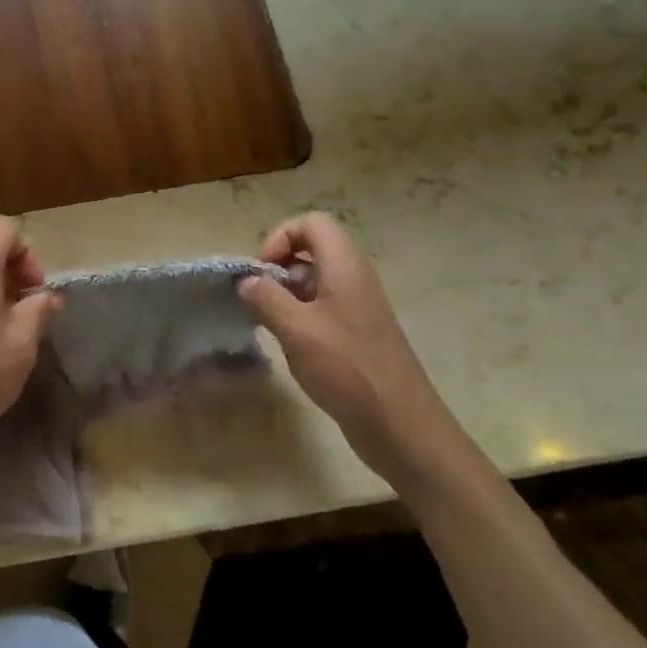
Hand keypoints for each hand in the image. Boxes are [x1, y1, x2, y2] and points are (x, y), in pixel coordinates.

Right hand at [238, 213, 474, 493]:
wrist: (400, 425)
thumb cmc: (347, 369)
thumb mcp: (296, 330)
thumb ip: (266, 298)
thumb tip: (246, 281)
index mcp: (345, 267)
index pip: (313, 223)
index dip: (281, 237)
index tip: (261, 271)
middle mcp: (354, 279)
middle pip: (312, 249)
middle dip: (278, 267)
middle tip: (258, 298)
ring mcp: (358, 307)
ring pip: (314, 281)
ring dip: (285, 294)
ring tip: (269, 323)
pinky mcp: (358, 334)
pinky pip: (323, 308)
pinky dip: (299, 316)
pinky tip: (289, 344)